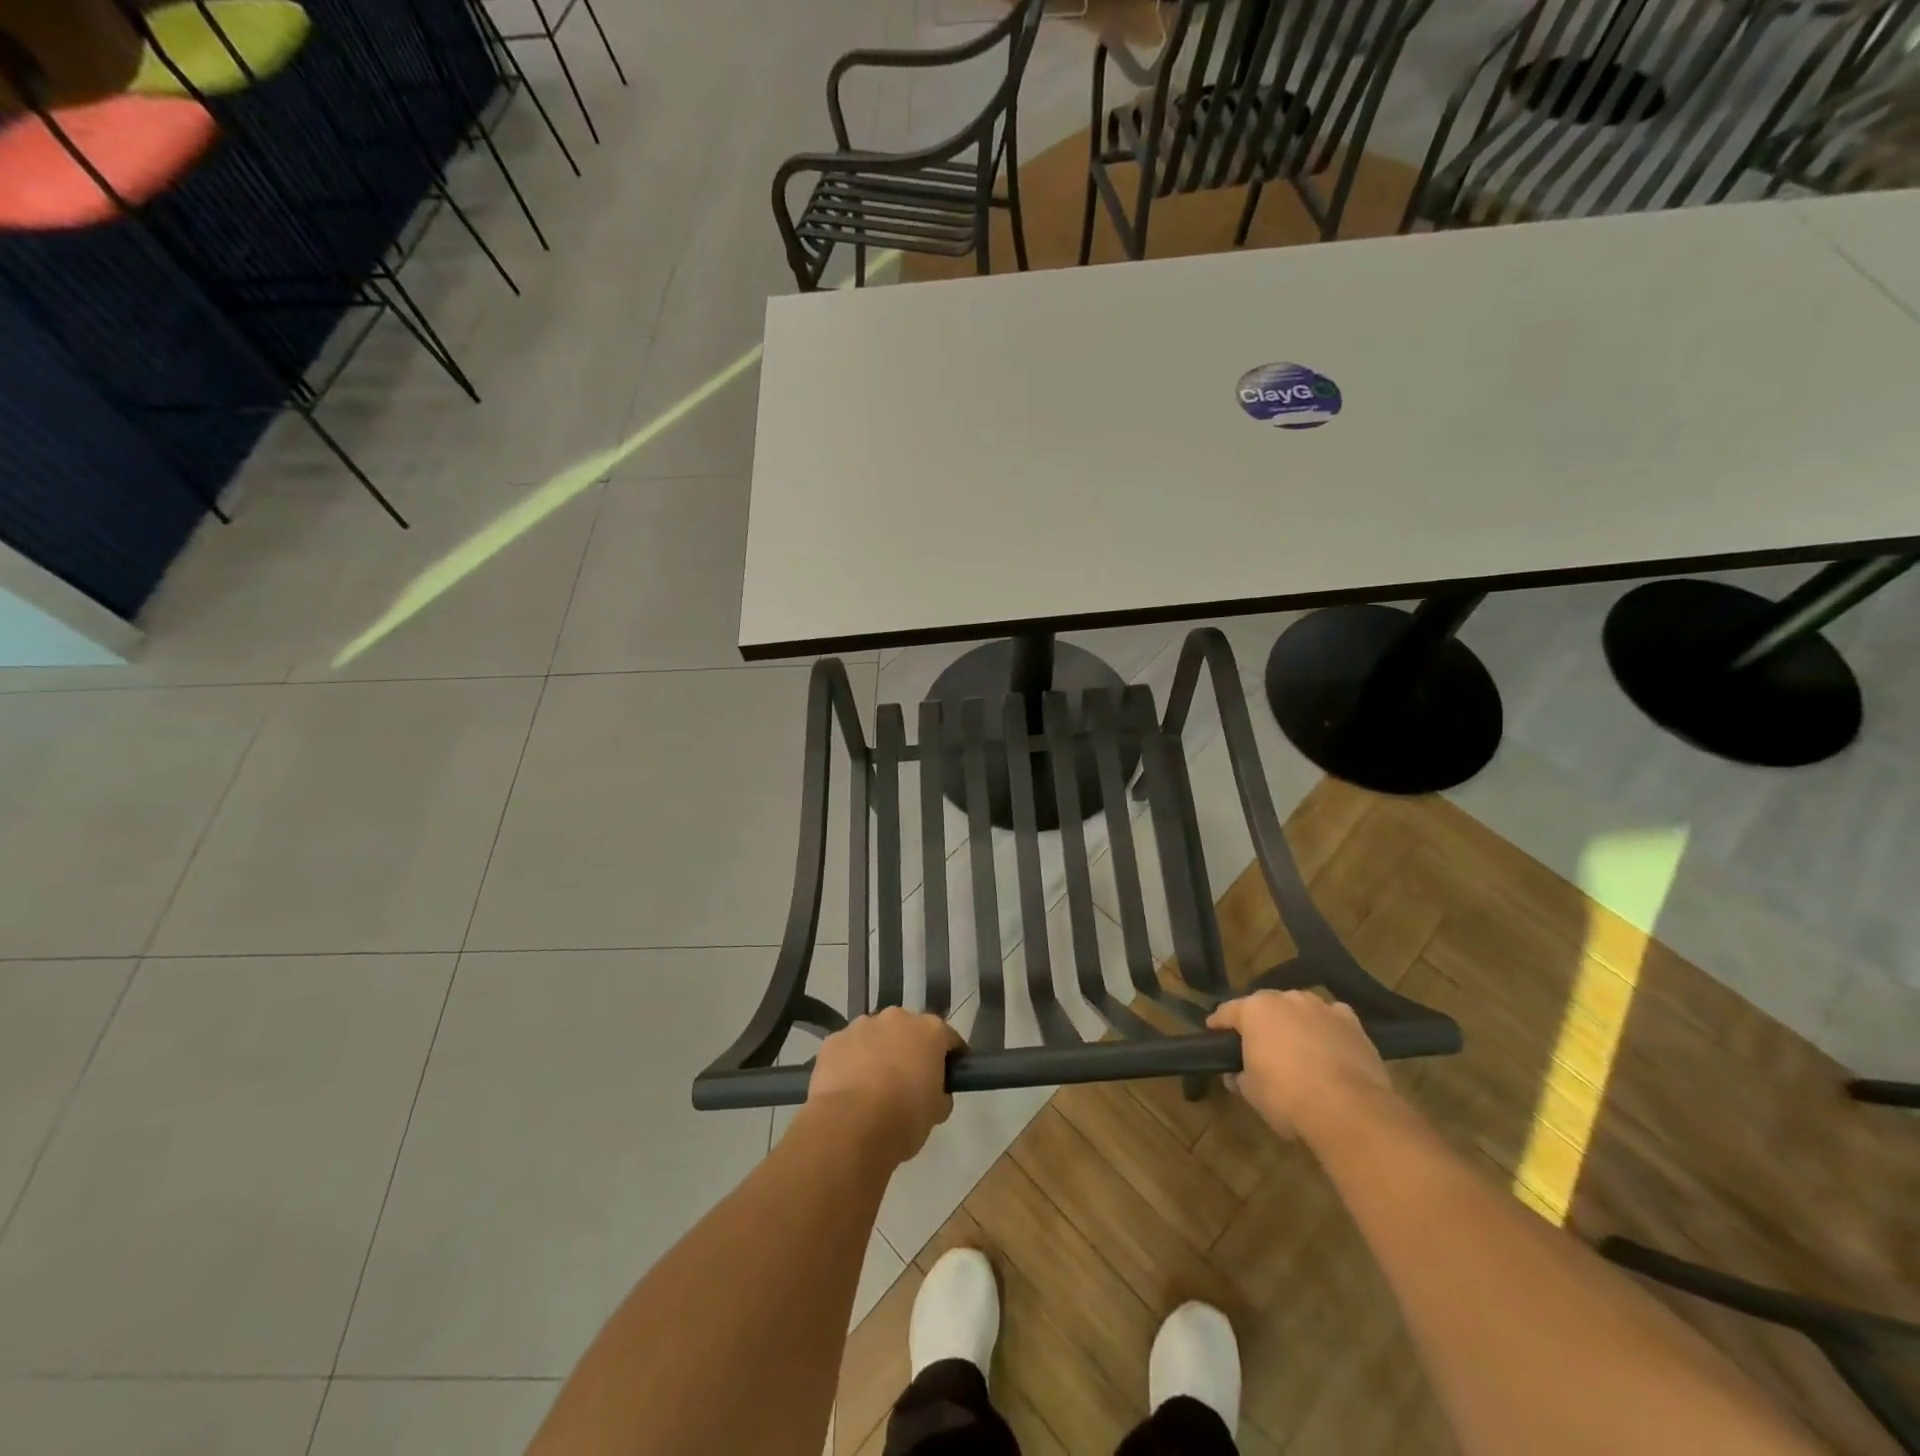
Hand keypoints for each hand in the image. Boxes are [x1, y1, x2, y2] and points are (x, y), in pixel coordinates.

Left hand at [804, 1008, 962, 1165]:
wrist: (850, 1126)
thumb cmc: (904, 1118)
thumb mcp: (936, 1112)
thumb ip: (940, 1094)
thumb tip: (934, 1093)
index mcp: (929, 1030)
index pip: (948, 1037)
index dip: (951, 1055)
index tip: (950, 1074)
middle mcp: (897, 1018)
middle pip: (908, 1030)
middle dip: (909, 1049)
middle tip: (907, 1080)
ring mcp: (861, 1025)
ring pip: (874, 1035)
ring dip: (876, 1052)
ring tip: (871, 1086)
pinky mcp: (833, 1040)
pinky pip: (847, 1049)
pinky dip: (849, 1062)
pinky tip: (847, 1089)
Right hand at [1208, 990, 1395, 1145]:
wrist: (1349, 1109)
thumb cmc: (1287, 1096)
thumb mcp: (1251, 1092)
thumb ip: (1240, 1077)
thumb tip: (1236, 1075)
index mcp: (1254, 1010)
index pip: (1227, 1011)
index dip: (1218, 1024)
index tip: (1213, 1032)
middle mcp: (1286, 999)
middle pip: (1265, 1005)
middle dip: (1259, 1021)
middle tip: (1256, 1043)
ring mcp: (1321, 1007)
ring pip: (1299, 1008)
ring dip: (1293, 1022)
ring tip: (1294, 1045)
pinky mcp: (1352, 1023)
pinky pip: (1332, 1017)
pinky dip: (1326, 1027)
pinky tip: (1328, 1043)